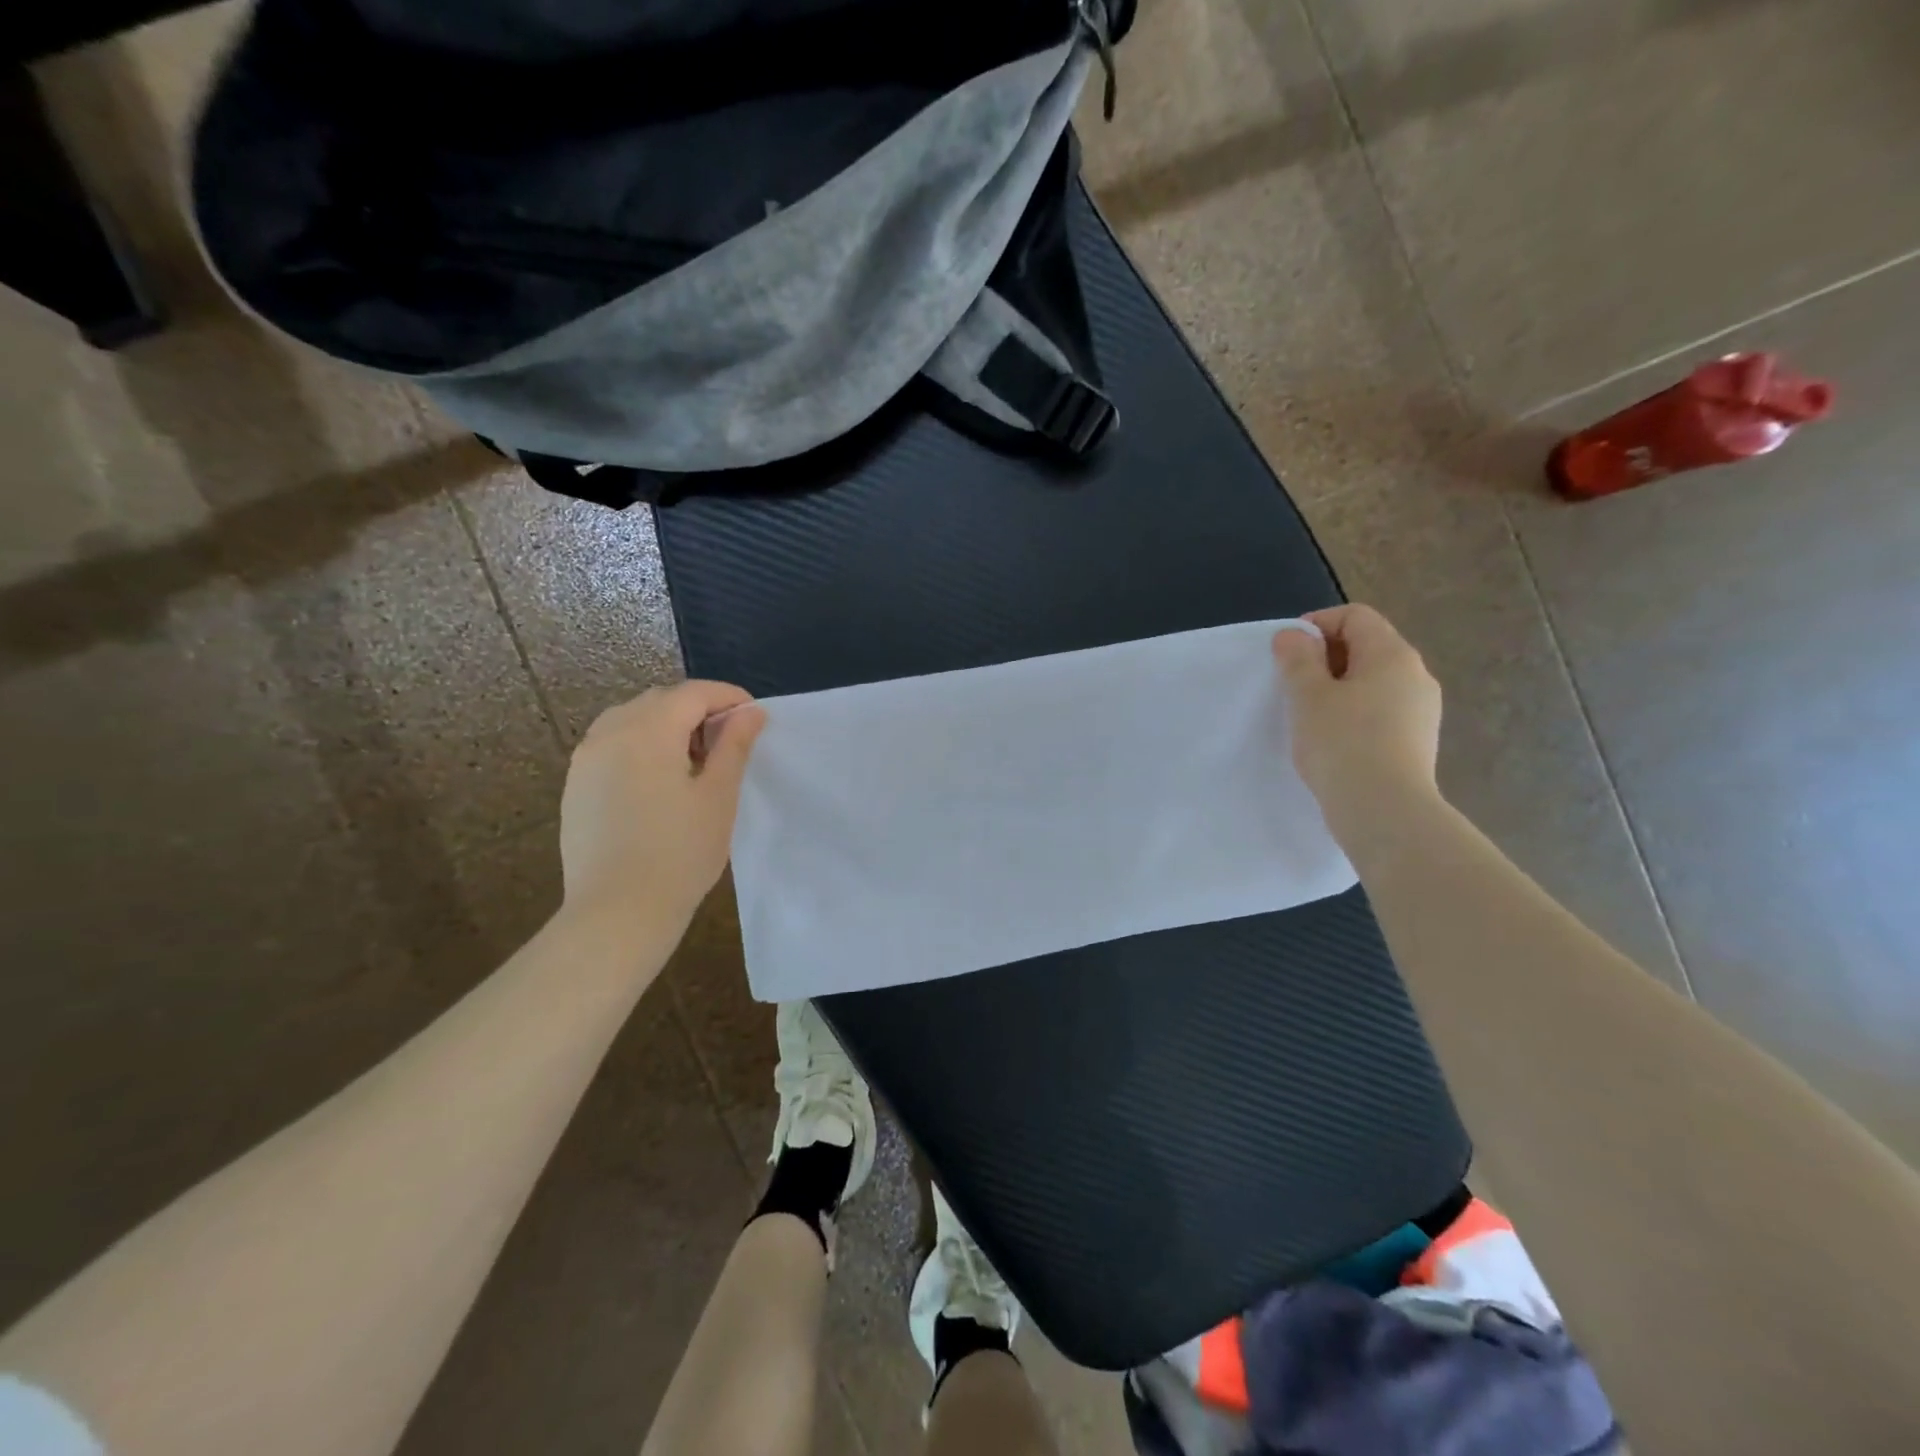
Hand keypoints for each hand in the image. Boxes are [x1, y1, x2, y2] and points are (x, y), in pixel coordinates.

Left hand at [559, 680, 766, 932]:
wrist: (618, 911)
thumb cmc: (680, 852)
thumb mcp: (718, 796)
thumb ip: (734, 745)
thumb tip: (750, 712)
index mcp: (648, 731)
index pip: (693, 693)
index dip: (728, 697)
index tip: (754, 717)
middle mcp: (610, 732)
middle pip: (660, 700)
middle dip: (697, 709)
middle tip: (728, 740)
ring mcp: (586, 759)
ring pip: (632, 719)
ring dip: (667, 725)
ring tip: (694, 760)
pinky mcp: (576, 784)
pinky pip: (612, 744)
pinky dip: (641, 745)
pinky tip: (659, 780)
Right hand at [1271, 605, 1442, 843]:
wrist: (1384, 811)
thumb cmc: (1342, 744)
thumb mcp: (1308, 696)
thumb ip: (1298, 659)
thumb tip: (1294, 635)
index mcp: (1392, 654)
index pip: (1355, 616)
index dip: (1316, 625)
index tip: (1287, 654)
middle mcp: (1416, 674)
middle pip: (1366, 646)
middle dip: (1325, 658)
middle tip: (1292, 686)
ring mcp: (1422, 709)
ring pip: (1373, 681)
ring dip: (1338, 688)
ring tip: (1309, 716)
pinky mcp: (1417, 740)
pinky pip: (1381, 710)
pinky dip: (1354, 713)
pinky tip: (1333, 741)